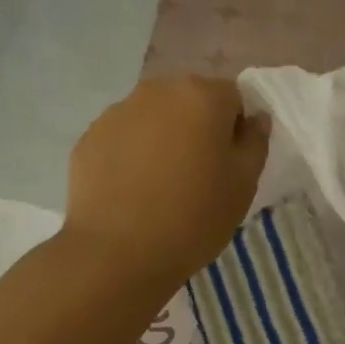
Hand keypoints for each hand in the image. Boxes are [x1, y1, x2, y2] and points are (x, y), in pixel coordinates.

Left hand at [64, 76, 268, 288]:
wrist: (118, 252)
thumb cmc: (195, 217)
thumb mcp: (243, 185)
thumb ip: (255, 142)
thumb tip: (256, 118)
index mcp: (202, 96)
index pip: (233, 97)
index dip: (237, 128)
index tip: (231, 163)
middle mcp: (157, 91)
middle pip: (190, 101)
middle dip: (199, 128)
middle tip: (200, 175)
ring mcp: (117, 112)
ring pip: (154, 118)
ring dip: (164, 140)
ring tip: (162, 186)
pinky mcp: (89, 138)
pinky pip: (123, 139)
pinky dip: (132, 156)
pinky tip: (133, 193)